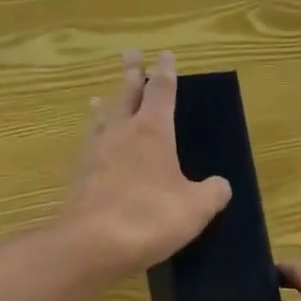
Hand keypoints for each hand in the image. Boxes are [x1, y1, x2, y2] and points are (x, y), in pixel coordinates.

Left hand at [60, 50, 231, 281]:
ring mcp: (96, 154)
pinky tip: (91, 149)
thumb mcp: (196, 208)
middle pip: (126, 95)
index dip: (166, 73)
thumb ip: (212, 193)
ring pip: (101, 120)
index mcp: (153, 132)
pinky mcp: (80, 178)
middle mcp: (122, 134)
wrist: (94, 244)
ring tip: (99, 98)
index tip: (165, 55)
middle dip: (131, 75)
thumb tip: (221, 185)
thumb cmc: (152, 217)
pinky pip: (88, 149)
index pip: (162, 92)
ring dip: (104, 106)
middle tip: (130, 55)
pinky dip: (92, 141)